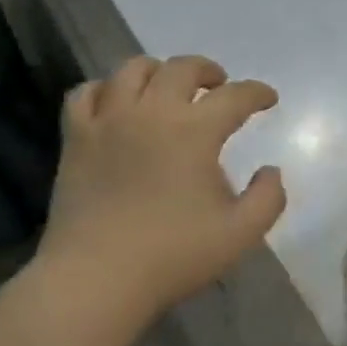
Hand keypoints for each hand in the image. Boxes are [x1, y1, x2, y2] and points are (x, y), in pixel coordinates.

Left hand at [39, 55, 285, 323]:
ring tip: (167, 86)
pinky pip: (84, 93)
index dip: (257, 93)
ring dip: (158, 70)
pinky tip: (113, 102)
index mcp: (195, 131)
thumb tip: (271, 170)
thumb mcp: (240, 234)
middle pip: (182, 68)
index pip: (234, 96)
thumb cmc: (173, 256)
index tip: (268, 98)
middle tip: (219, 84)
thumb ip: (268, 198)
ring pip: (132, 70)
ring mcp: (108, 121)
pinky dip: (104, 89)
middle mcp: (151, 112)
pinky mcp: (76, 138)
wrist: (97, 277)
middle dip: (208, 70)